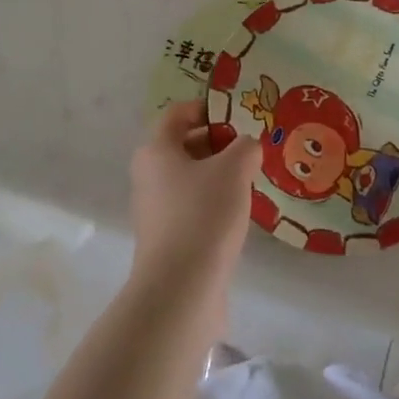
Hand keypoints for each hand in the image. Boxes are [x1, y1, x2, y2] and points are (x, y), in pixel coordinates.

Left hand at [129, 101, 257, 291]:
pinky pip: (191, 206)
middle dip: (217, 143)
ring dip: (217, 175)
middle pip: (183, 145)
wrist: (181, 290)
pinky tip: (237, 215)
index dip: (207, 108)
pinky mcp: (166, 239)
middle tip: (249, 150)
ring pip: (189, 178)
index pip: (178, 113)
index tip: (238, 116)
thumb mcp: (235, 169)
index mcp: (156, 150)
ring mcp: (155, 210)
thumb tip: (247, 146)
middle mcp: (148, 175)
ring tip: (249, 181)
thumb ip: (246, 147)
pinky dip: (213, 203)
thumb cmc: (204, 214)